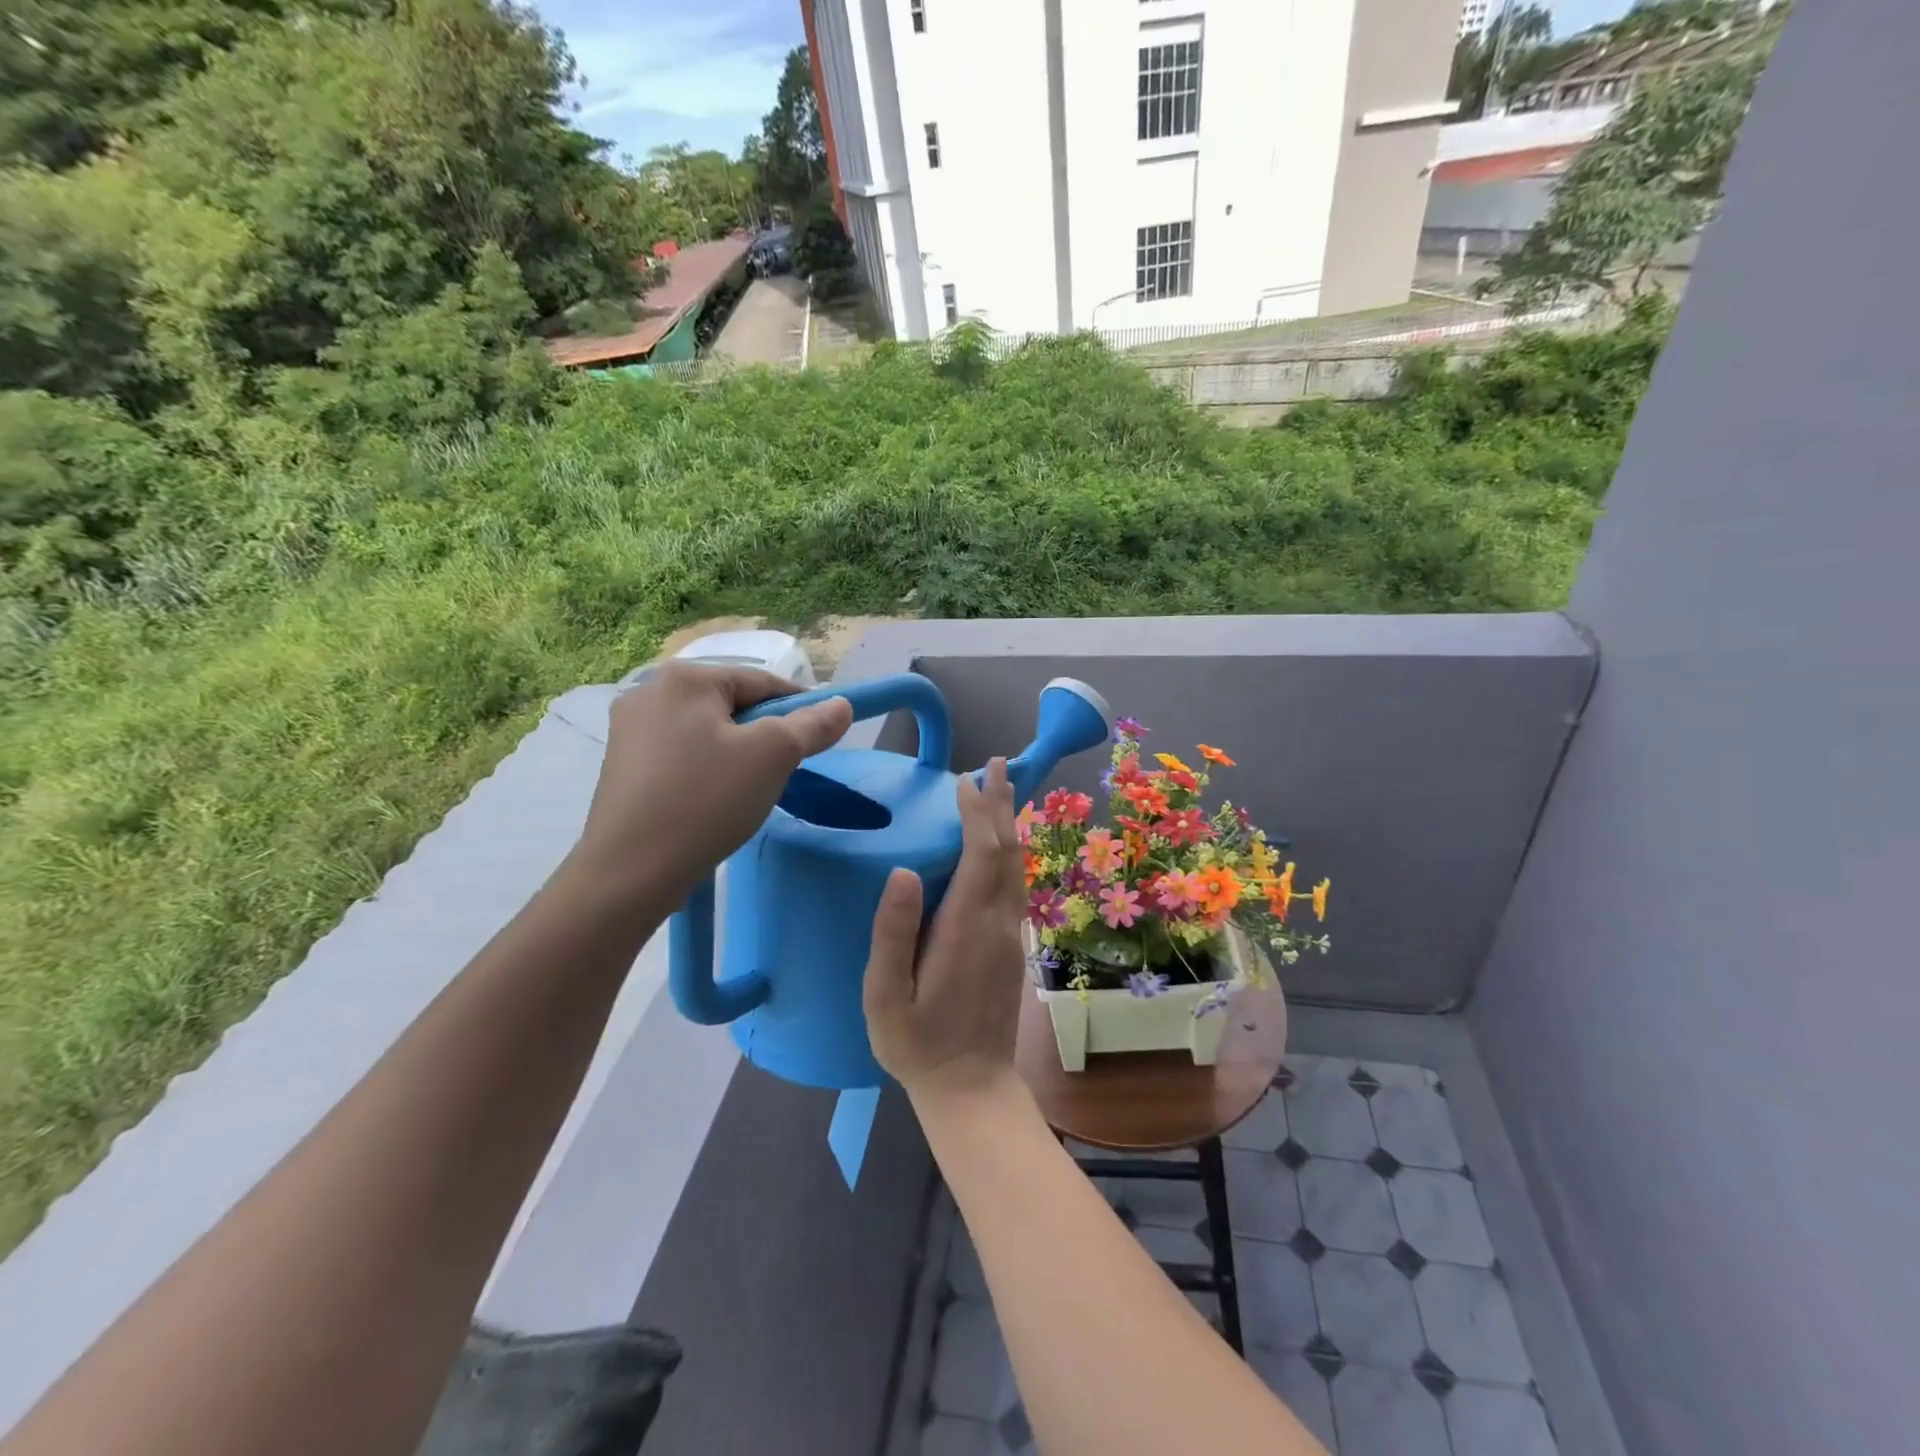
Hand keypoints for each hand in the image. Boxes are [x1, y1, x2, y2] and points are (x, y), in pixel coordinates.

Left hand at [572, 662, 852, 905]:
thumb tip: (842, 705)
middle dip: (765, 734)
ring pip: (708, 731)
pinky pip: (682, 753)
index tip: (821, 739)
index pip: (763, 682)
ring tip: (749, 790)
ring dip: (737, 753)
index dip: (800, 708)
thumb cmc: (707, 800)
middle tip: (784, 771)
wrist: (630, 871)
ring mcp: (629, 729)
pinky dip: (708, 769)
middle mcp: (650, 691)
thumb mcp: (774, 756)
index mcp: (685, 677)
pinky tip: (714, 800)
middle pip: (733, 704)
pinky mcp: (623, 765)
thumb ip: (812, 725)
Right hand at [863, 757, 1027, 1103]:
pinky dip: (1009, 852)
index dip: (976, 813)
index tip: (964, 781)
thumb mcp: (885, 995)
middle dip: (1000, 804)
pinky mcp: (1012, 946)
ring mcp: (1010, 935)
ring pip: (1016, 866)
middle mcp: (997, 923)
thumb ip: (892, 933)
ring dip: (1008, 824)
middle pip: (1006, 851)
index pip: (981, 854)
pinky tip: (1001, 844)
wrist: (971, 1088)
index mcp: (966, 928)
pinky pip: (1015, 884)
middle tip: (994, 764)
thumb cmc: (917, 1044)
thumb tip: (903, 871)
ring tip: (1001, 790)